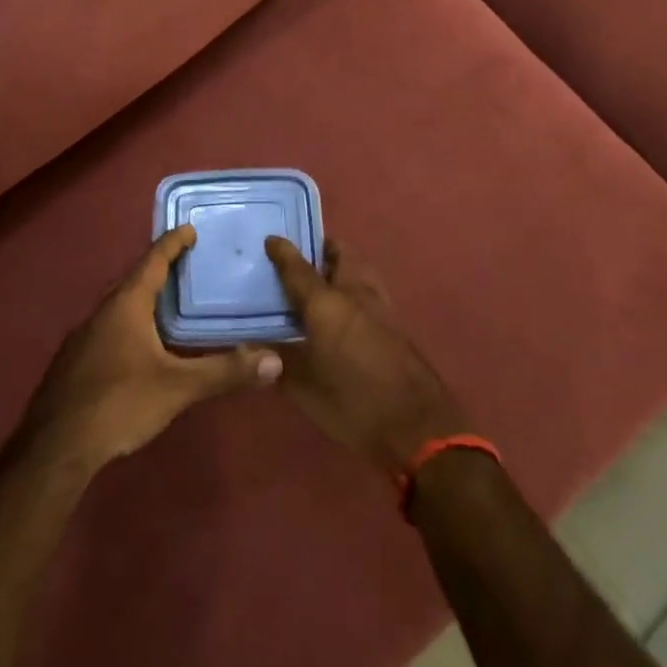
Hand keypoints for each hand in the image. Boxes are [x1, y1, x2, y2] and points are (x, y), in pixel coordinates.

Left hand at [25, 226, 282, 470]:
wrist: (56, 447)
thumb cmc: (119, 403)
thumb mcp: (178, 387)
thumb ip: (224, 371)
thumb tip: (274, 360)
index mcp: (126, 305)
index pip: (152, 261)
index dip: (172, 244)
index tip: (188, 229)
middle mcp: (101, 312)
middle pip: (133, 280)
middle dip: (158, 269)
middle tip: (186, 264)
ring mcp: (83, 337)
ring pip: (118, 306)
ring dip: (142, 298)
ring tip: (168, 303)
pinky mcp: (75, 362)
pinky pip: (108, 328)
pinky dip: (129, 323)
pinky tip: (140, 346)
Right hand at [265, 237, 465, 478]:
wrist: (417, 427)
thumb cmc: (353, 404)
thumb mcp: (304, 388)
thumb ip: (277, 362)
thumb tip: (249, 348)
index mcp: (327, 304)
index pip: (299, 268)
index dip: (283, 252)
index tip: (271, 239)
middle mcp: (355, 295)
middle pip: (341, 256)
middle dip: (322, 249)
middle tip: (302, 257)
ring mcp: (381, 308)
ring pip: (360, 271)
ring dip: (342, 268)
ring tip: (323, 280)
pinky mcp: (396, 326)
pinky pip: (370, 292)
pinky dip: (355, 289)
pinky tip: (345, 311)